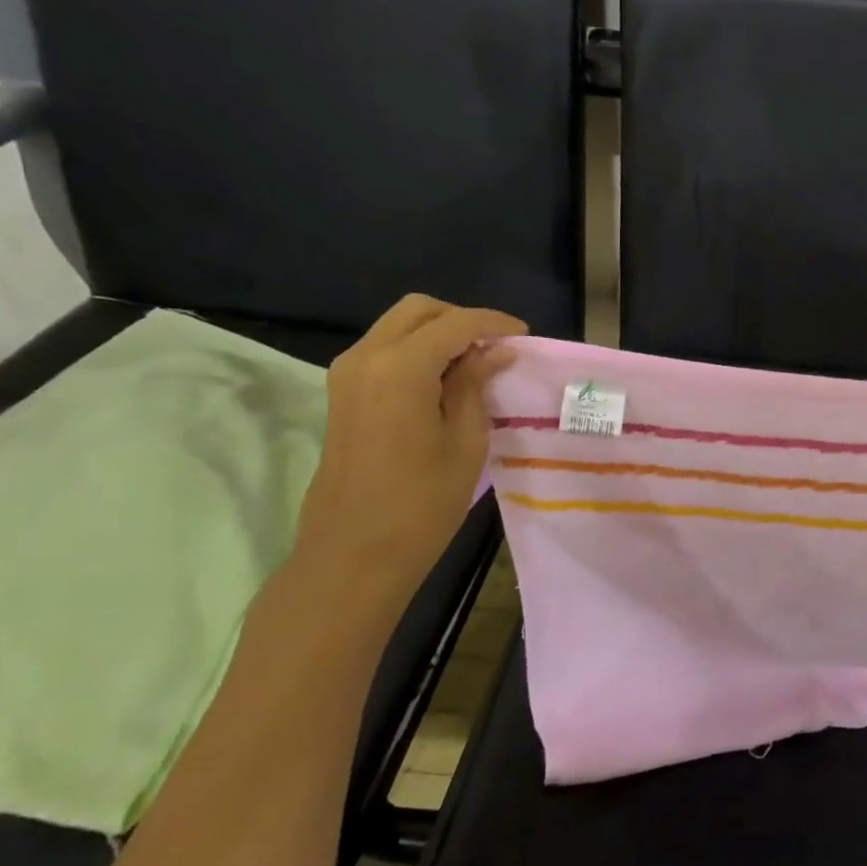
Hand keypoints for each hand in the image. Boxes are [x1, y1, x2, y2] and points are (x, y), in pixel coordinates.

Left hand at [288, 294, 525, 603]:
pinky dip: (417, 350)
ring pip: (397, 327)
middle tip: (496, 347)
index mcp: (400, 367)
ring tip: (475, 364)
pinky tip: (445, 380)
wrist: (353, 555)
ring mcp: (347, 375)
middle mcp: (366, 358)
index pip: (455, 323)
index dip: (494, 323)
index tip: (524, 337)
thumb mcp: (465, 440)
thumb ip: (476, 384)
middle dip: (461, 319)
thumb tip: (495, 351)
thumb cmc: (421, 502)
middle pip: (417, 310)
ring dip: (438, 333)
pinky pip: (384, 351)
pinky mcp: (342, 395)